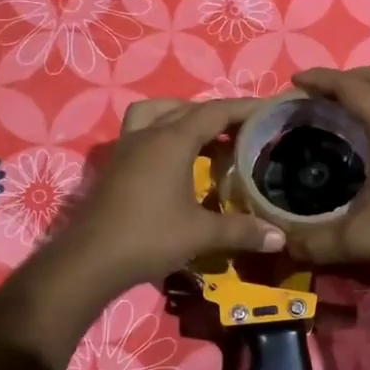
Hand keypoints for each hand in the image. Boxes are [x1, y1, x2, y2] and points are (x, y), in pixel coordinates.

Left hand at [46, 97, 285, 293]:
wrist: (89, 260)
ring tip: (206, 137)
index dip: (245, 109)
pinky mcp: (115, 165)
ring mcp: (126, 148)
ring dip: (183, 117)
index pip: (215, 112)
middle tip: (245, 131)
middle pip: (188, 109)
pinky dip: (163, 134)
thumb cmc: (149, 238)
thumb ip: (241, 230)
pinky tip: (175, 162)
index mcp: (172, 141)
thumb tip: (280, 237)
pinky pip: (142, 132)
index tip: (270, 110)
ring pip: (157, 114)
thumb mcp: (200, 234)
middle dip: (219, 115)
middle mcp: (148, 135)